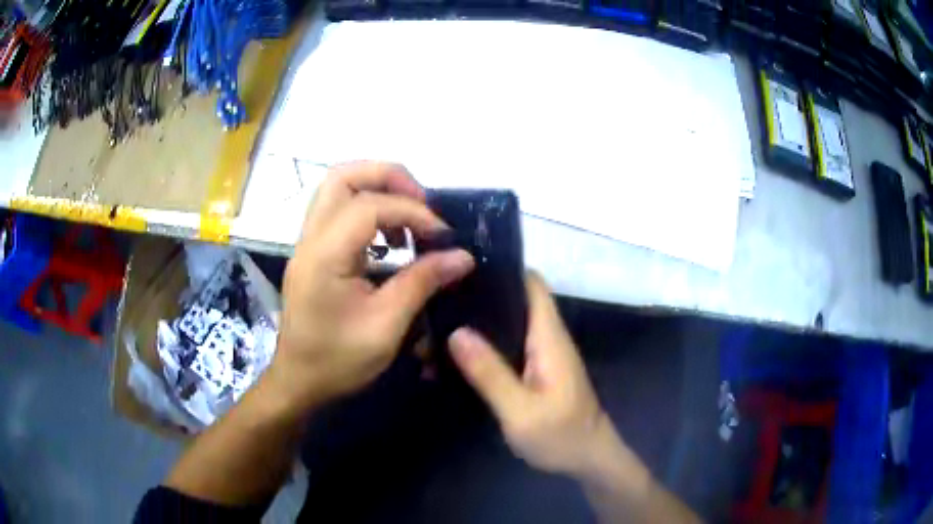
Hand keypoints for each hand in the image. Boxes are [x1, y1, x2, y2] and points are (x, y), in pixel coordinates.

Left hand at [268, 162, 474, 412]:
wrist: (298, 382)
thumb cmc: (338, 361)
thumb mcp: (386, 326)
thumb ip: (422, 283)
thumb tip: (462, 256)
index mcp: (325, 256)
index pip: (369, 205)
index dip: (412, 211)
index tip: (443, 236)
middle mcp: (310, 239)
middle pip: (343, 175)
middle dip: (388, 177)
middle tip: (422, 203)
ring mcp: (307, 243)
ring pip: (337, 188)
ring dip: (377, 190)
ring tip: (409, 219)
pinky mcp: (312, 252)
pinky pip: (337, 210)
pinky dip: (367, 209)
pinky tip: (390, 238)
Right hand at [448, 272, 619, 478]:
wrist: (587, 459)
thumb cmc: (561, 435)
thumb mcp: (520, 411)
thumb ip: (490, 373)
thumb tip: (456, 331)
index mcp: (548, 337)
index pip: (531, 283)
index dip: (502, 269)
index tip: (462, 268)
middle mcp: (546, 338)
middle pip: (514, 300)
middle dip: (479, 297)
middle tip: (436, 300)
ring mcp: (541, 355)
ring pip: (507, 325)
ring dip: (476, 325)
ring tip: (435, 327)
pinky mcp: (534, 371)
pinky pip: (506, 348)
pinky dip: (482, 347)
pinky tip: (452, 357)